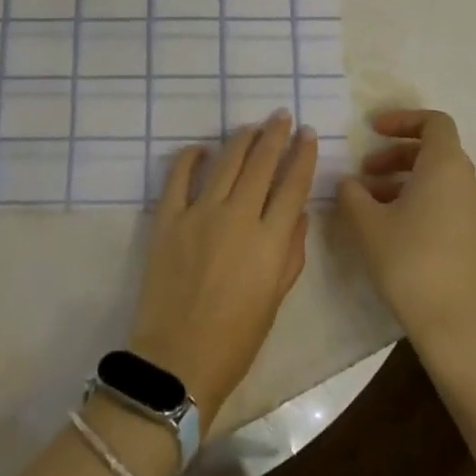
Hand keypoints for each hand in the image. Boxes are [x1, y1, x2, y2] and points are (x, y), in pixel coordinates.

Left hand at [127, 111, 316, 427]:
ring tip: (252, 126)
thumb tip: (297, 213)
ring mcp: (200, 214)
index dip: (303, 155)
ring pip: (225, 162)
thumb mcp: (276, 299)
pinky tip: (201, 148)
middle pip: (261, 163)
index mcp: (271, 240)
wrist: (178, 359)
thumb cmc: (236, 339)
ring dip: (241, 139)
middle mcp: (238, 217)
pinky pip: (178, 177)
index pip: (293, 185)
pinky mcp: (168, 219)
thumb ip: (290, 253)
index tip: (308, 134)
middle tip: (282, 116)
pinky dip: (190, 157)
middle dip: (275, 135)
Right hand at [337, 109, 475, 340]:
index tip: (372, 130)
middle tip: (365, 170)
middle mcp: (465, 180)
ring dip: (401, 177)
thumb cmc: (408, 258)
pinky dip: (416, 197)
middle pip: (433, 149)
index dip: (402, 119)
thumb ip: (352, 193)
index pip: (434, 121)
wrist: (452, 319)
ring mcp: (472, 208)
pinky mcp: (471, 233)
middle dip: (395, 152)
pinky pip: (444, 199)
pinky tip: (388, 223)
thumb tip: (347, 181)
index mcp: (444, 165)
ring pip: (437, 177)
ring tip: (368, 200)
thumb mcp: (366, 222)